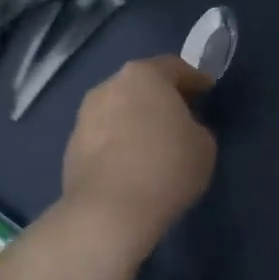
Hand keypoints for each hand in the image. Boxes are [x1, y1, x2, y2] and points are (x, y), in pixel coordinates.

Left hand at [61, 55, 216, 249]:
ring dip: (135, 120)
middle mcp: (109, 86)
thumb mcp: (203, 144)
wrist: (109, 212)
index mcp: (144, 75)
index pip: (175, 67)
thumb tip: (180, 131)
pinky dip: (118, 143)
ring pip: (118, 110)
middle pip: (141, 85)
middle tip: (181, 115)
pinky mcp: (71, 147)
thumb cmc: (166, 167)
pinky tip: (131, 164)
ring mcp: (84, 117)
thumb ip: (194, 127)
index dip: (195, 79)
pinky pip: (103, 137)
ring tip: (153, 143)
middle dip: (161, 97)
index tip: (207, 90)